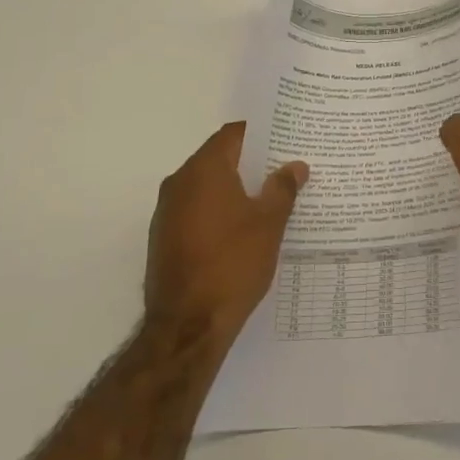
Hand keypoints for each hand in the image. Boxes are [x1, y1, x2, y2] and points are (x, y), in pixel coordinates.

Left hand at [144, 122, 307, 341]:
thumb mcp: (269, 223)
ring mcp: (167, 212)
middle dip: (252, 161)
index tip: (286, 137)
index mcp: (204, 170)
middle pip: (219, 158)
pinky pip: (197, 210)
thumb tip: (294, 166)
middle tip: (286, 166)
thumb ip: (282, 188)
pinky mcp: (164, 238)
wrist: (188, 326)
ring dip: (236, 188)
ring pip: (207, 186)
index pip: (233, 134)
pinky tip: (245, 228)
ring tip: (271, 197)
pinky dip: (220, 210)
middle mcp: (179, 183)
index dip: (260, 133)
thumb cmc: (233, 264)